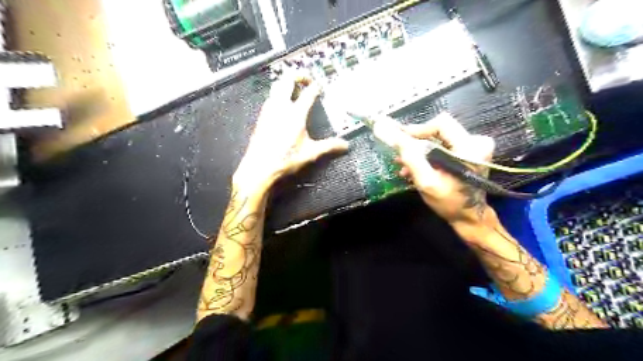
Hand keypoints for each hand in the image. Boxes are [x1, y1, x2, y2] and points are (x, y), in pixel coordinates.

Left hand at [234, 73, 349, 192]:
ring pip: (276, 86)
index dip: (316, 86)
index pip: (308, 92)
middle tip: (307, 79)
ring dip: (286, 83)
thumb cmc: (285, 159)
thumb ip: (329, 146)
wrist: (259, 167)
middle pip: (288, 80)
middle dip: (298, 75)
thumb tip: (345, 145)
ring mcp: (269, 110)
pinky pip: (270, 97)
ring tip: (295, 88)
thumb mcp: (310, 153)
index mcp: (295, 114)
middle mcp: (281, 107)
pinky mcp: (262, 116)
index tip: (321, 86)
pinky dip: (278, 94)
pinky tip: (282, 105)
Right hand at [395, 113, 492, 224]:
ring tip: (403, 165)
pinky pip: (442, 146)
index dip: (418, 129)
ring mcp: (473, 147)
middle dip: (415, 143)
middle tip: (399, 155)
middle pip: (438, 130)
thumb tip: (390, 134)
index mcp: (470, 147)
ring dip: (418, 151)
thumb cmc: (449, 202)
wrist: (469, 217)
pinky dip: (427, 155)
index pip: (440, 124)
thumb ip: (410, 157)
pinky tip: (413, 168)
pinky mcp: (467, 152)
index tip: (399, 139)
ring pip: (438, 139)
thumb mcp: (426, 182)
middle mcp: (476, 142)